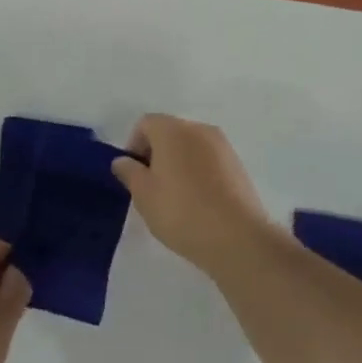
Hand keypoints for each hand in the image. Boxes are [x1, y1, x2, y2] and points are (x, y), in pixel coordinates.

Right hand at [112, 114, 271, 276]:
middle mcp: (199, 129)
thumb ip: (129, 172)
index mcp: (173, 130)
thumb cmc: (182, 212)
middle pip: (169, 132)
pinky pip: (209, 161)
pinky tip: (198, 202)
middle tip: (151, 187)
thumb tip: (123, 161)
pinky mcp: (238, 166)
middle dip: (156, 154)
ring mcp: (223, 146)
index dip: (133, 146)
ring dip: (178, 163)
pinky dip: (198, 173)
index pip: (145, 123)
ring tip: (175, 198)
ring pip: (190, 147)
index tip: (133, 175)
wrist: (238, 238)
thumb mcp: (143, 195)